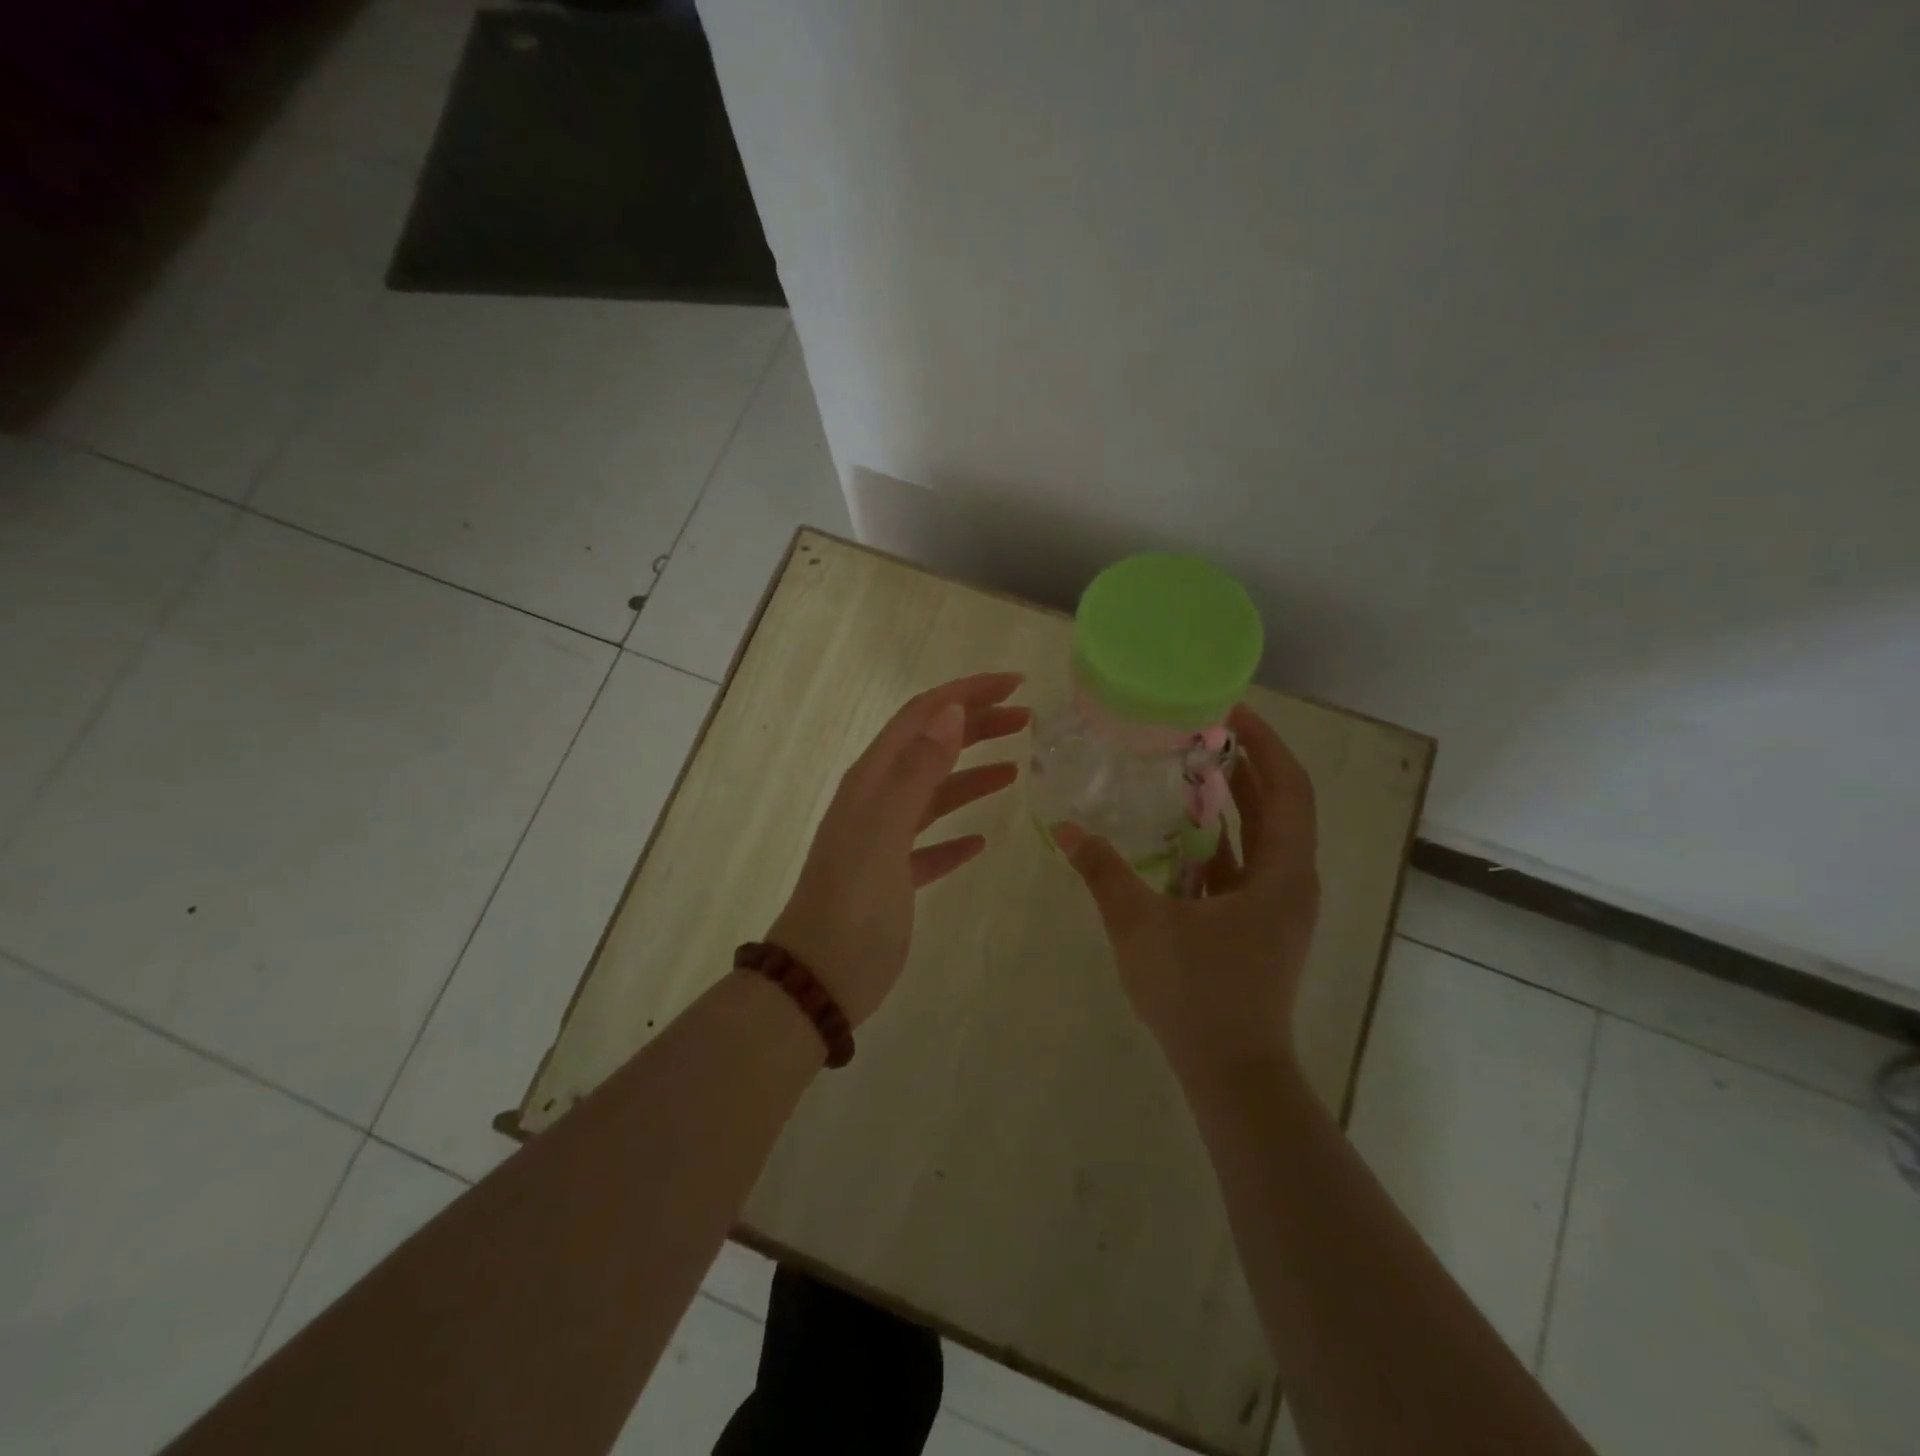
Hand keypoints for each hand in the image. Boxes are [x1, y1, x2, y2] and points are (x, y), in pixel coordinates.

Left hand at [769, 672, 1029, 1026]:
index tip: (1015, 685)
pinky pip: (931, 844)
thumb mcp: (884, 831)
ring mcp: (883, 840)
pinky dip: (956, 835)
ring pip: (934, 794)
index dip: (966, 693)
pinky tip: (981, 841)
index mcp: (872, 780)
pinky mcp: (893, 878)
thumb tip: (951, 711)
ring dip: (972, 775)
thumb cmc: (853, 902)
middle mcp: (876, 800)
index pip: (922, 716)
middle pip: (931, 747)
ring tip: (1015, 770)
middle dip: (977, 726)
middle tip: (1026, 721)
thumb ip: (916, 771)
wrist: (819, 978)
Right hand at [1053, 704, 1319, 1081]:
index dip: (1265, 744)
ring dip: (1227, 803)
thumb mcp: (1141, 925)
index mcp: (1282, 873)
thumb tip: (1066, 827)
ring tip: (1183, 769)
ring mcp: (1275, 907)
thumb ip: (1104, 872)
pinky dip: (1215, 843)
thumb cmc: (1198, 993)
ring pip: (1258, 838)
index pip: (1289, 788)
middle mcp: (1289, 882)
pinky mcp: (1256, 926)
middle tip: (1197, 731)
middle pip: (1277, 807)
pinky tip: (1175, 833)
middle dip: (1242, 766)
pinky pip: (1241, 868)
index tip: (1230, 712)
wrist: (1232, 1073)